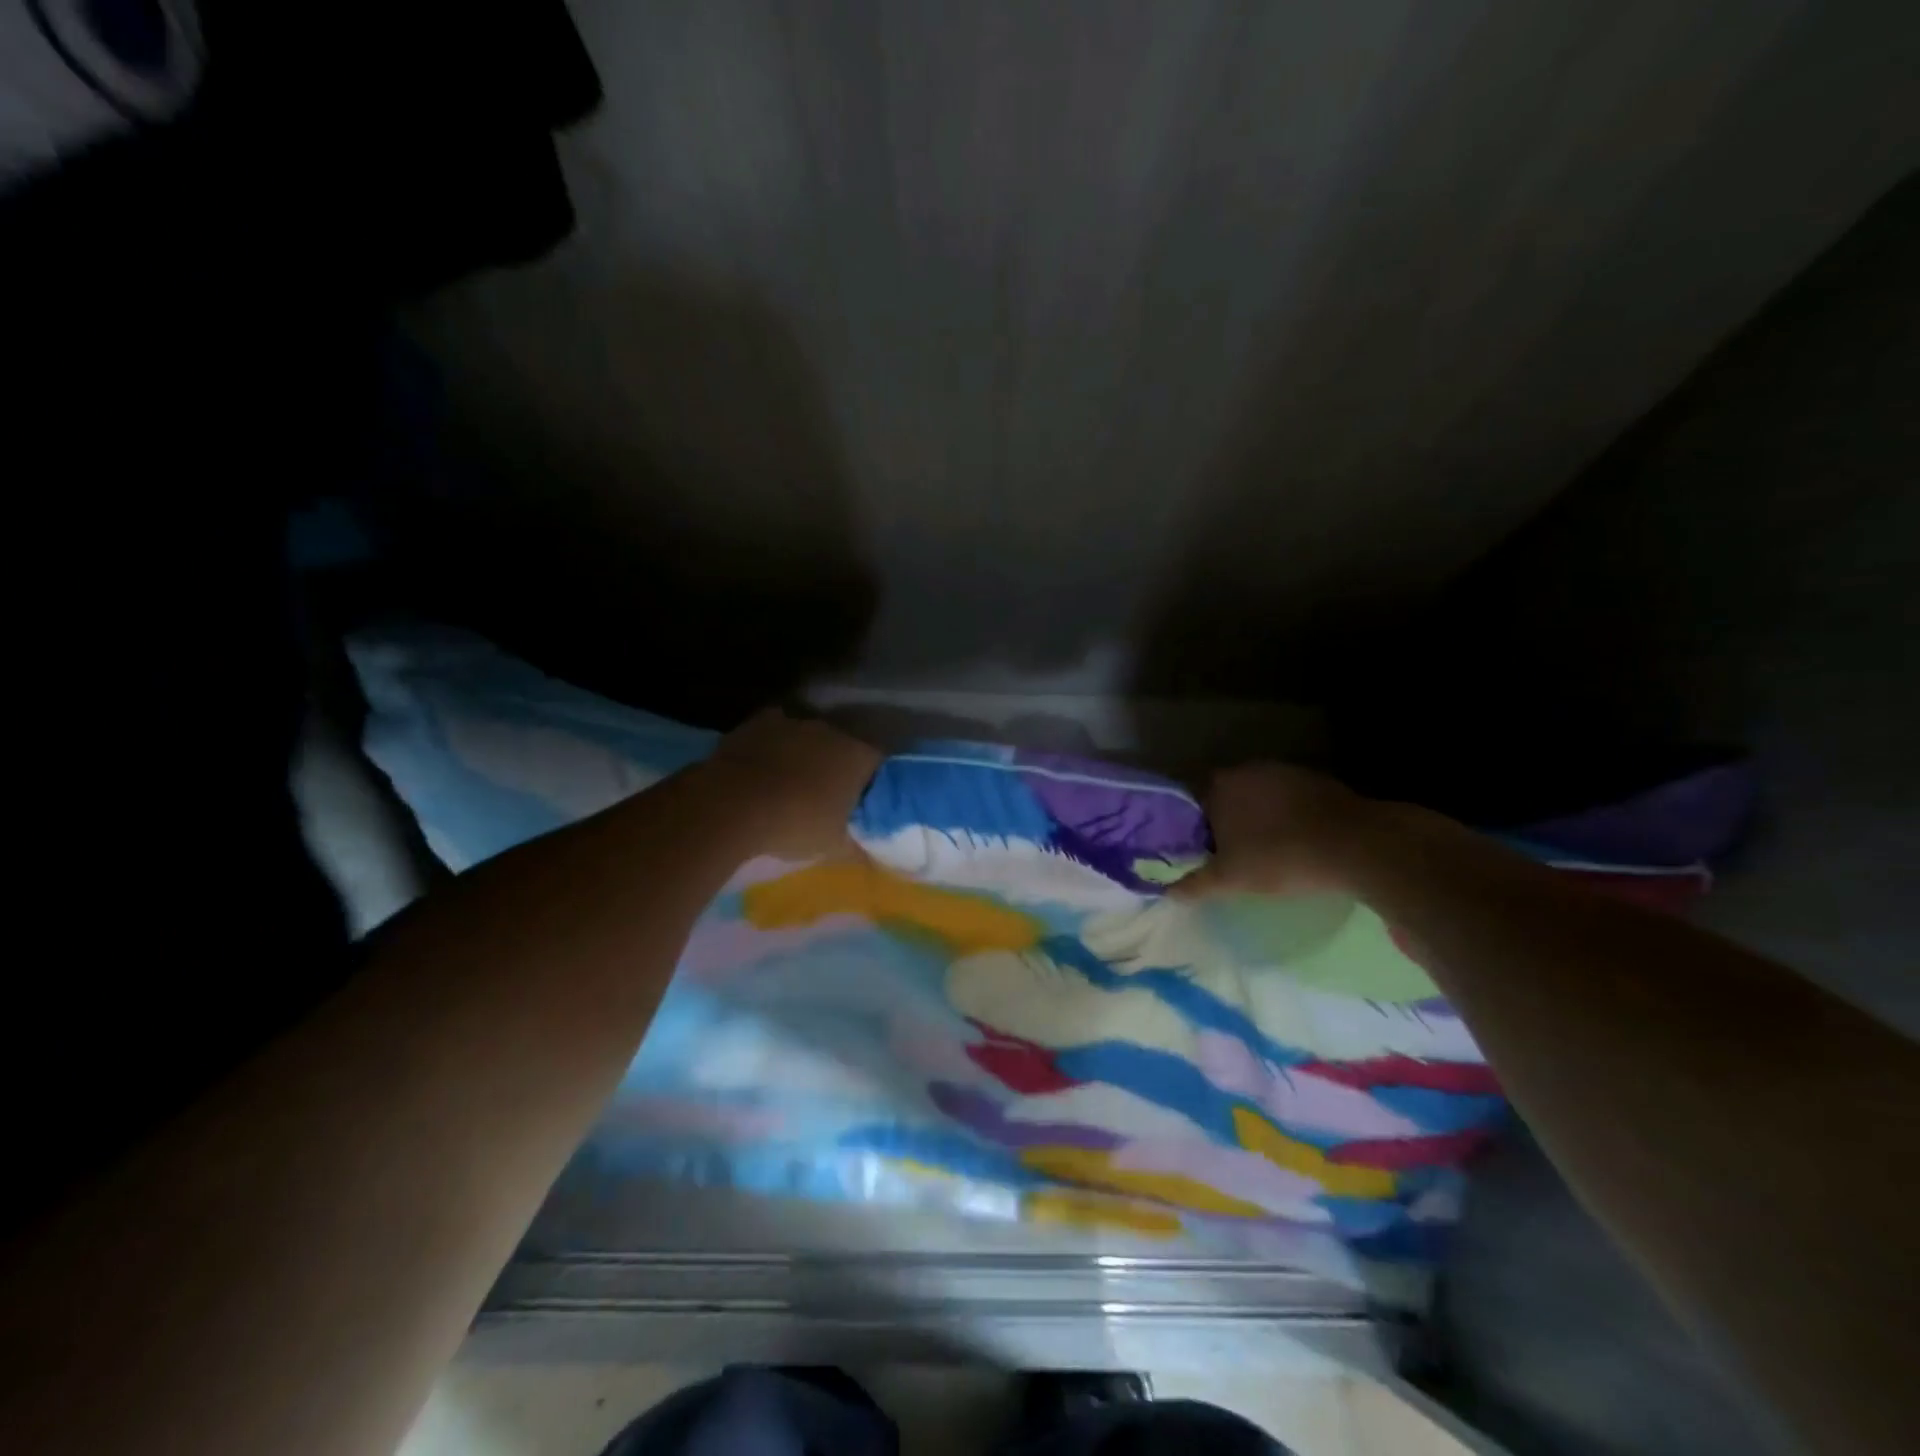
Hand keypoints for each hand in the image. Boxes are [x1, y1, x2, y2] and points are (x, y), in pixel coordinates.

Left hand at [700, 709, 882, 860]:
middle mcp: (832, 731)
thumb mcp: (833, 847)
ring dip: (805, 753)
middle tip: (827, 793)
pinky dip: (773, 745)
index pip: (878, 762)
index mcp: (858, 757)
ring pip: (808, 736)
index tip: (862, 800)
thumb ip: (858, 847)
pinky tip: (764, 765)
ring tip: (791, 780)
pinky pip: (775, 730)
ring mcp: (794, 722)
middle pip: (843, 745)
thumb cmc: (795, 825)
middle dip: (837, 765)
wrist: (733, 806)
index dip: (871, 780)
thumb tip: (874, 857)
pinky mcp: (759, 722)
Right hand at [1174, 761, 1371, 898]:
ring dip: (1257, 817)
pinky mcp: (1317, 781)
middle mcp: (1246, 770)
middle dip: (1224, 820)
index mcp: (1218, 786)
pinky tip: (1296, 840)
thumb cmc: (1279, 858)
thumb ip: (1195, 884)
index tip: (1197, 848)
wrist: (1355, 846)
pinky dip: (1286, 816)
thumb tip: (1168, 893)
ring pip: (1258, 796)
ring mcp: (1284, 772)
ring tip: (1262, 849)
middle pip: (1225, 796)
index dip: (1191, 826)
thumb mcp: (1230, 880)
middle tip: (1228, 852)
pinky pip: (1289, 799)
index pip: (1191, 801)